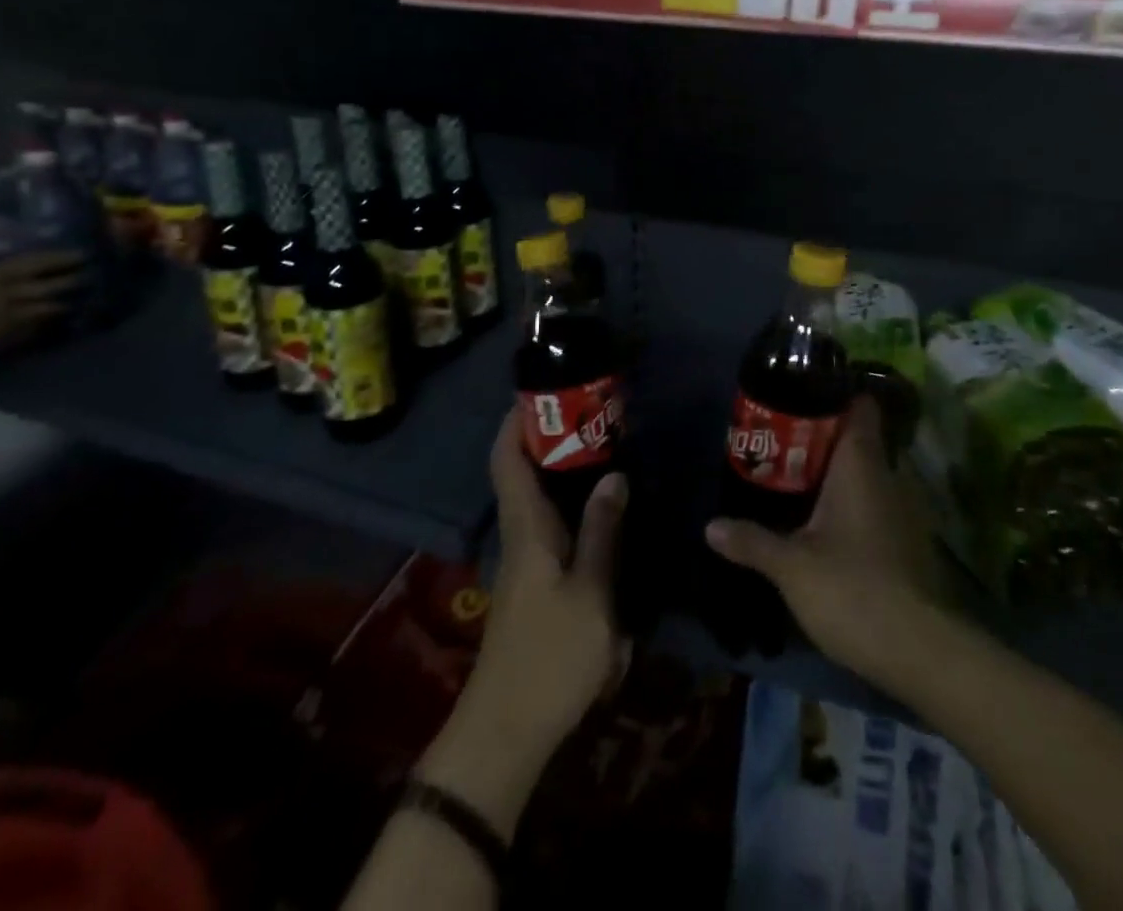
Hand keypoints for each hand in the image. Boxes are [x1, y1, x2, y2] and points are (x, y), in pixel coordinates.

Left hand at [461, 407, 628, 759]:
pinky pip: (550, 523)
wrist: (508, 731)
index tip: (542, 390)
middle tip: (594, 411)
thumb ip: (603, 532)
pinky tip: (603, 506)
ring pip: (537, 497)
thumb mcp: (592, 592)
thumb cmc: (550, 656)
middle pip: (522, 471)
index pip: (507, 460)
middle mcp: (520, 535)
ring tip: (606, 445)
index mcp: (527, 527)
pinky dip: (570, 500)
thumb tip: (615, 475)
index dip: (515, 421)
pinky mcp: (535, 583)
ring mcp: (526, 561)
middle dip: (550, 436)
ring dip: (562, 467)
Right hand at [705, 396, 942, 691]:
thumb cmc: (851, 589)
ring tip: (794, 477)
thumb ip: (751, 541)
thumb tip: (710, 526)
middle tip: (780, 441)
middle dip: (822, 436)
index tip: (800, 395)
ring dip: (835, 471)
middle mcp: (887, 475)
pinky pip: (874, 501)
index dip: (834, 394)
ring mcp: (901, 508)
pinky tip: (823, 520)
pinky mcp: (906, 539)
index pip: (860, 406)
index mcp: (861, 464)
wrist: (917, 650)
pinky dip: (850, 501)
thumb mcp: (791, 566)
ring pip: (866, 472)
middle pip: (857, 438)